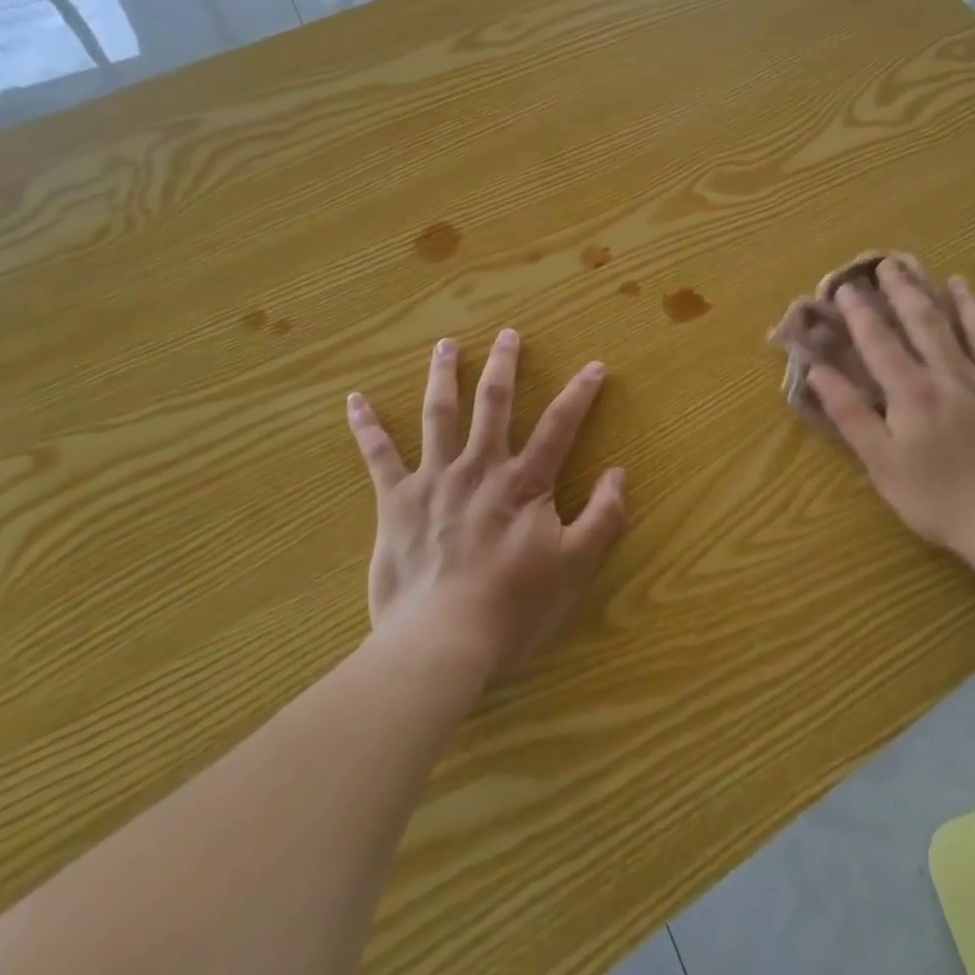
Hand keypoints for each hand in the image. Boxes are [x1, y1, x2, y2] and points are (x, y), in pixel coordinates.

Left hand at [346, 329, 625, 682]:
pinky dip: (366, 427)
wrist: (442, 640)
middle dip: (504, 365)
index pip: (560, 426)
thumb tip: (619, 473)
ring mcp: (434, 479)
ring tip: (446, 344)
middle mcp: (480, 467)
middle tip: (508, 334)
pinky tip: (355, 400)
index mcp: (524, 483)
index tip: (594, 366)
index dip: (580, 394)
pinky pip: (378, 456)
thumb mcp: (575, 567)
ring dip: (443, 375)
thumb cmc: (513, 607)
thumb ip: (603, 517)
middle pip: (494, 403)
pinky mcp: (396, 501)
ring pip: (439, 414)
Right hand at [808, 260, 974, 567]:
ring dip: (959, 300)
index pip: (880, 341)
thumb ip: (850, 414)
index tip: (845, 287)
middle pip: (926, 322)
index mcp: (913, 392)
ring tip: (949, 278)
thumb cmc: (940, 500)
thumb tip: (817, 371)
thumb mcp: (882, 464)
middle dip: (905, 291)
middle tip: (891, 264)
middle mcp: (953, 376)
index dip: (860, 312)